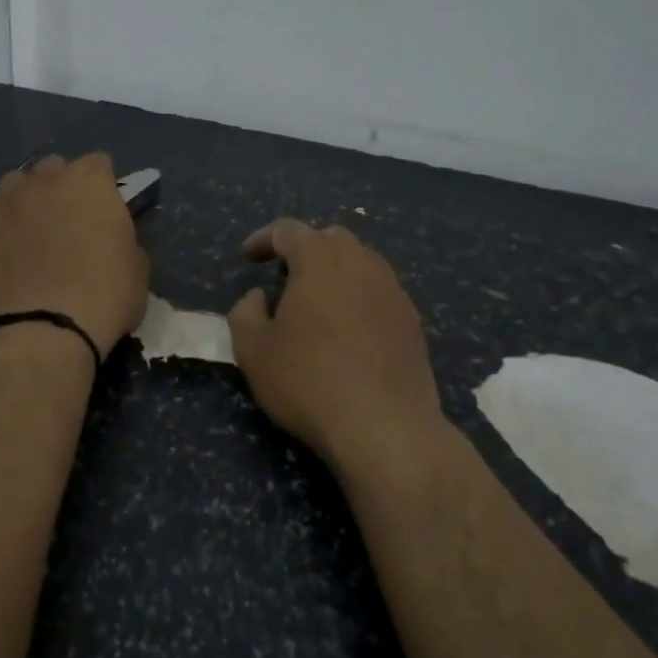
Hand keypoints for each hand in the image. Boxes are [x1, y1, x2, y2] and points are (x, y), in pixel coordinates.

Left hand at [0, 153, 149, 361]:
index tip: (106, 209)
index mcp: (91, 182)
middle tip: (70, 219)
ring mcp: (8, 202)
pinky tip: (4, 243)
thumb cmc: (108, 295)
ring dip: (26, 197)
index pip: (99, 163)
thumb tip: (109, 236)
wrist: (50, 329)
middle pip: (54, 166)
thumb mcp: (138, 265)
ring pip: (15, 182)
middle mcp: (47, 180)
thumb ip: (122, 236)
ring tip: (32, 227)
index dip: (104, 186)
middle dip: (62, 185)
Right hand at [227, 220, 442, 472]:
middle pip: (330, 239)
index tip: (247, 258)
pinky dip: (357, 299)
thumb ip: (245, 313)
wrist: (386, 426)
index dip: (263, 239)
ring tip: (315, 307)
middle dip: (303, 252)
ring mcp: (393, 290)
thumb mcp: (253, 351)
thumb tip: (258, 297)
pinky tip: (346, 334)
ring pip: (360, 264)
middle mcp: (362, 263)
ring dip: (333, 275)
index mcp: (320, 259)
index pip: (288, 230)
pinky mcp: (412, 321)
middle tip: (283, 280)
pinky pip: (378, 294)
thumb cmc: (309, 381)